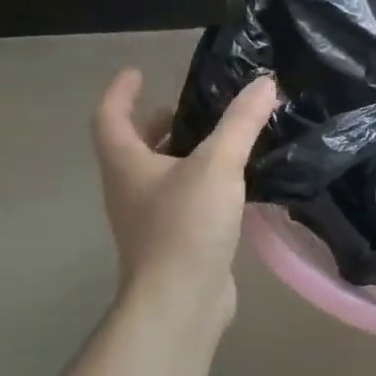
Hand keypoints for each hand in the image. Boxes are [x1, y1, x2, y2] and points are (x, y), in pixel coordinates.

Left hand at [92, 67, 278, 322]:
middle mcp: (129, 190)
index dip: (120, 92)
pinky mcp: (172, 242)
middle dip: (155, 124)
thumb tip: (265, 83)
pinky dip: (198, 183)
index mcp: (127, 165)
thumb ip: (241, 122)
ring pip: (157, 175)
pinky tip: (232, 184)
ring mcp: (148, 219)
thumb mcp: (217, 165)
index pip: (110, 117)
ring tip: (218, 140)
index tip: (138, 72)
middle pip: (132, 147)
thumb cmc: (186, 226)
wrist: (180, 302)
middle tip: (189, 108)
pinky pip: (180, 200)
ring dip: (179, 153)